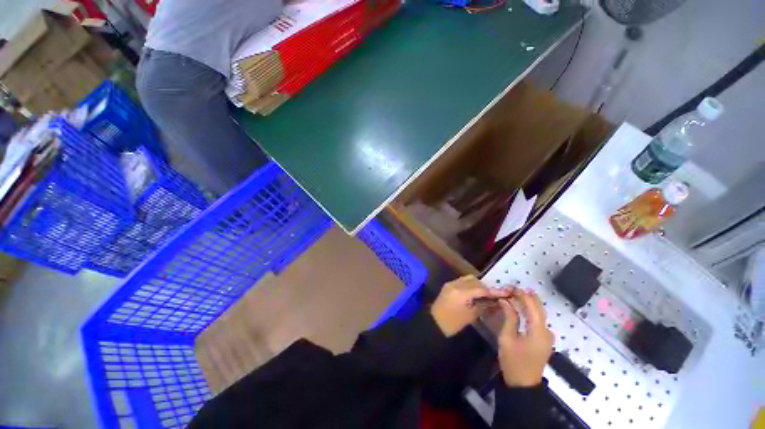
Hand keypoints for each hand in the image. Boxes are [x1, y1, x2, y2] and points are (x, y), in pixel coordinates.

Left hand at [430, 275, 512, 336]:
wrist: (434, 323)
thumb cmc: (453, 323)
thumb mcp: (471, 316)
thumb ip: (483, 306)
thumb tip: (495, 301)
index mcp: (461, 292)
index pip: (481, 288)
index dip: (493, 291)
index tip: (505, 292)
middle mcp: (455, 284)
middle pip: (474, 280)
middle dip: (485, 286)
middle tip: (493, 295)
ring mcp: (450, 283)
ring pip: (467, 279)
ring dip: (477, 285)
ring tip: (484, 295)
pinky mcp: (447, 285)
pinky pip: (461, 281)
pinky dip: (469, 285)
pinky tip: (474, 294)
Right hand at [497, 289, 553, 386]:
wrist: (523, 384)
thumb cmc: (513, 361)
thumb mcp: (507, 338)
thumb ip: (509, 317)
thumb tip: (505, 300)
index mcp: (538, 331)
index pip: (532, 306)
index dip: (521, 294)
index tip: (508, 286)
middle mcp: (546, 331)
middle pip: (538, 307)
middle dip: (525, 296)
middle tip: (510, 288)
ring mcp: (547, 336)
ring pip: (539, 313)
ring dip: (527, 302)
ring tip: (512, 295)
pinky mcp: (543, 339)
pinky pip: (537, 320)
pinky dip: (529, 311)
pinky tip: (519, 308)